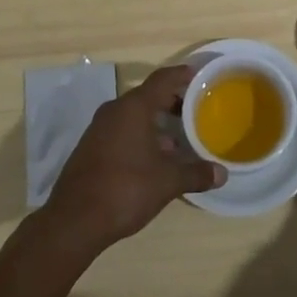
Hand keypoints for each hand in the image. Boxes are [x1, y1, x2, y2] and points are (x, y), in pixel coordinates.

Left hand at [43, 65, 223, 253]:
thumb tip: (222, 174)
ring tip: (180, 137)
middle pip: (148, 96)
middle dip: (172, 101)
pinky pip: (122, 130)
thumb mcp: (167, 182)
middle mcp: (115, 110)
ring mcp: (99, 128)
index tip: (199, 76)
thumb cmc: (125, 189)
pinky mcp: (91, 147)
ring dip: (156, 122)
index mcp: (134, 107)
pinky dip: (141, 135)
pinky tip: (154, 157)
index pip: (162, 80)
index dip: (182, 76)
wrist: (74, 220)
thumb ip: (196, 173)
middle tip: (196, 109)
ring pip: (134, 115)